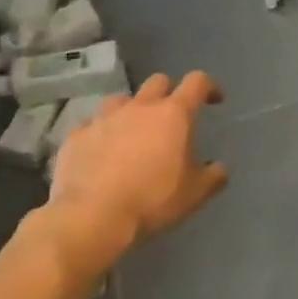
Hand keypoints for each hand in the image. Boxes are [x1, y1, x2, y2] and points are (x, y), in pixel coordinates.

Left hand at [44, 72, 228, 266]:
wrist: (90, 217)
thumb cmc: (151, 200)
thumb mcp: (193, 195)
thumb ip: (212, 177)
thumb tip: (220, 169)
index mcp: (173, 114)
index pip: (197, 83)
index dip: (209, 87)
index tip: (214, 99)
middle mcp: (139, 107)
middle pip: (158, 82)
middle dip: (169, 92)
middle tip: (171, 116)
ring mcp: (104, 118)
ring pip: (122, 100)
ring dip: (132, 110)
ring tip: (132, 132)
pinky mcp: (77, 135)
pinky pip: (93, 126)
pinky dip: (101, 134)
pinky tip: (101, 154)